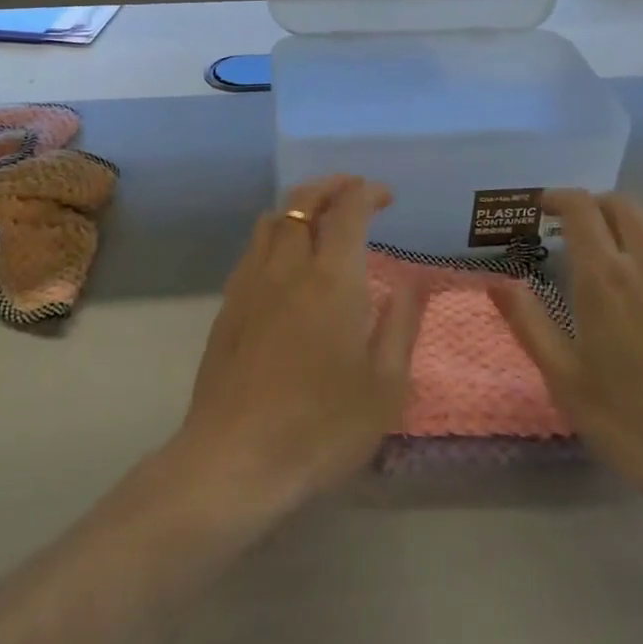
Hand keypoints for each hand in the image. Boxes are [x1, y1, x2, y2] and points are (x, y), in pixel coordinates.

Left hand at [173, 176, 423, 515]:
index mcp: (331, 280)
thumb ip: (401, 325)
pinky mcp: (228, 306)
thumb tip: (414, 282)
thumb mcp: (385, 385)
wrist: (235, 459)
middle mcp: (287, 268)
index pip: (347, 211)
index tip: (386, 196)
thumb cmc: (322, 426)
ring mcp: (250, 284)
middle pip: (301, 201)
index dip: (367, 192)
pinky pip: (253, 249)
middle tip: (354, 189)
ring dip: (299, 205)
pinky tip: (286, 261)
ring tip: (321, 217)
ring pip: (271, 220)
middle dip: (330, 185)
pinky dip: (276, 233)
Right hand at [487, 191, 642, 522]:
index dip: (560, 199)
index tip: (545, 207)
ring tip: (622, 249)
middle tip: (579, 228)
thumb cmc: (637, 424)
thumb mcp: (566, 380)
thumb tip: (499, 282)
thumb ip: (529, 323)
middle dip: (596, 206)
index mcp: (607, 277)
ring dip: (635, 222)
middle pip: (625, 205)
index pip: (582, 209)